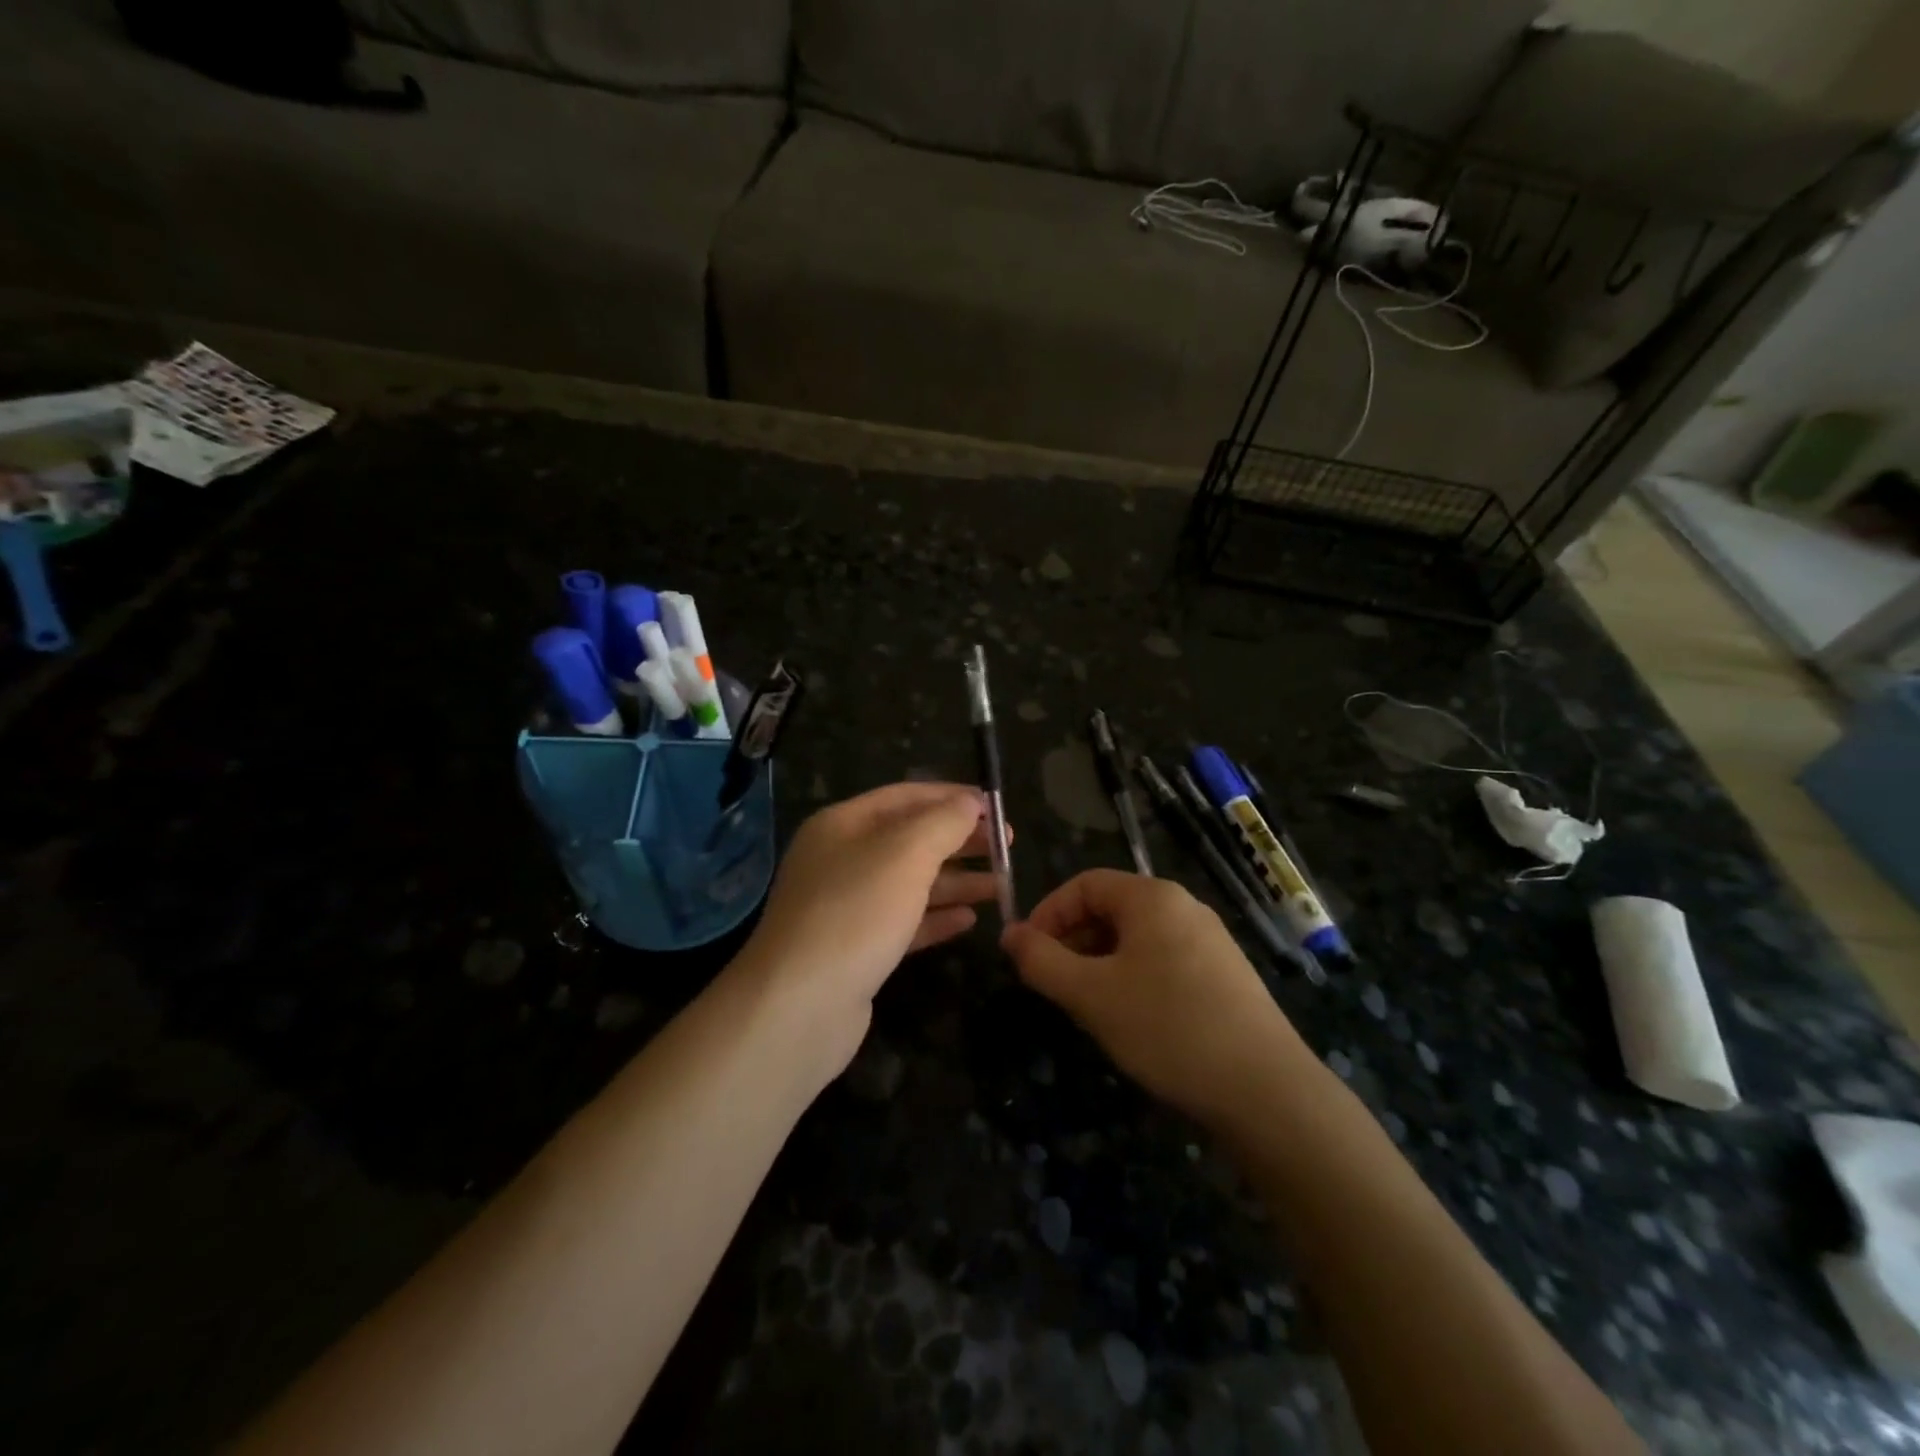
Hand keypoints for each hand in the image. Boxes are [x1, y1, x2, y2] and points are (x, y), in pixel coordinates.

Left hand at [739, 782, 1004, 1074]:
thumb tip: (971, 803)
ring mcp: (846, 906)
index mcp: (843, 824)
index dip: (954, 798)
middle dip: (960, 840)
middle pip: (910, 839)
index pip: (906, 796)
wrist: (799, 1007)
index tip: (998, 808)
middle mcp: (841, 859)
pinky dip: (937, 918)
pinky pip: (904, 922)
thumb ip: (944, 822)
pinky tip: (970, 920)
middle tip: (1008, 846)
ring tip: (1003, 885)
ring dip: (956, 881)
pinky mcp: (855, 949)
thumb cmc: (856, 914)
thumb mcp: (906, 854)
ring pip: (910, 883)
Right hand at [1002, 870, 1306, 1126]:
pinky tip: (1133, 1019)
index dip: (1047, 913)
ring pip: (1136, 938)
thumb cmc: (1167, 1027)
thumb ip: (1041, 961)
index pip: (1084, 884)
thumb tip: (1009, 934)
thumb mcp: (1090, 994)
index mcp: (1152, 897)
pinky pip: (1163, 959)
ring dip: (1100, 962)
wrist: (1266, 1090)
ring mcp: (1210, 940)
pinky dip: (1133, 977)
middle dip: (1073, 940)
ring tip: (1089, 1006)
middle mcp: (1183, 906)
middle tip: (1055, 984)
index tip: (1028, 955)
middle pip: (1111, 908)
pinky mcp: (1225, 974)